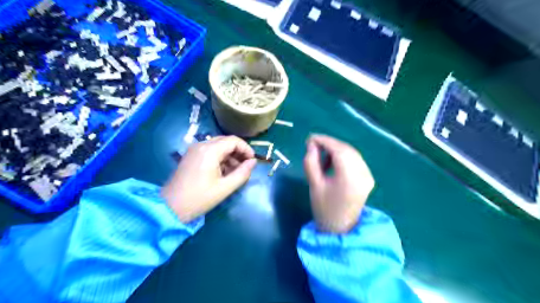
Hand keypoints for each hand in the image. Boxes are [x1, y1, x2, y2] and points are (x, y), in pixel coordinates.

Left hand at [163, 136, 256, 222]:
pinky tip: (223, 171)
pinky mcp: (191, 156)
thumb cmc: (199, 198)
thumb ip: (242, 173)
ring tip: (236, 171)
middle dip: (238, 152)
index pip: (233, 140)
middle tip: (246, 166)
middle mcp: (201, 145)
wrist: (170, 207)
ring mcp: (194, 150)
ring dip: (230, 155)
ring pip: (218, 145)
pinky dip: (220, 158)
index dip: (246, 148)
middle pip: (226, 141)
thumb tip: (253, 162)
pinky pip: (210, 151)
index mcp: (209, 151)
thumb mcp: (225, 187)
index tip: (252, 161)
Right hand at [303, 135, 376, 233]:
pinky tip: (333, 162)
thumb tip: (311, 145)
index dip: (324, 141)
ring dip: (336, 150)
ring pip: (352, 153)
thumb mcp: (314, 184)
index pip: (339, 150)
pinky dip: (343, 156)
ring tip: (321, 156)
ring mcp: (368, 175)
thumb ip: (311, 162)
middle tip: (313, 145)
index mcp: (350, 177)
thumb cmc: (324, 208)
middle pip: (347, 149)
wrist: (340, 228)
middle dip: (329, 144)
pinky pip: (355, 160)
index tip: (310, 138)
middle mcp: (363, 173)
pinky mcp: (368, 178)